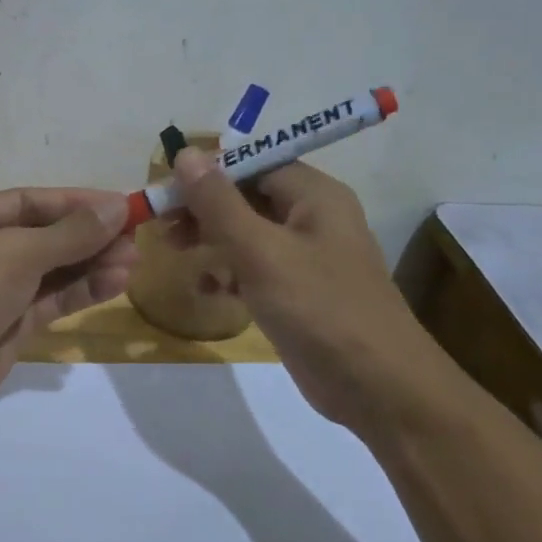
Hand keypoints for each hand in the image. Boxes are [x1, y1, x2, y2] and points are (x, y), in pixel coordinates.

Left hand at [0, 188, 137, 413]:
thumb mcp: (18, 251)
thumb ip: (72, 232)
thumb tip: (118, 206)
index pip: (27, 201)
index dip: (74, 202)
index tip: (119, 204)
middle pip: (42, 235)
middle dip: (87, 237)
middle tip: (134, 237)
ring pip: (49, 270)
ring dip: (90, 264)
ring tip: (133, 261)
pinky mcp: (8, 325)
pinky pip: (49, 300)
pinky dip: (79, 291)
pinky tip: (114, 283)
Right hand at [169, 149, 436, 432]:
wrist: (378, 388)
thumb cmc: (319, 308)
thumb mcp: (260, 251)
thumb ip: (219, 203)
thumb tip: (186, 153)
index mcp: (314, 195)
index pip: (252, 163)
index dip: (207, 171)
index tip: (166, 189)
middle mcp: (313, 217)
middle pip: (247, 196)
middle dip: (204, 209)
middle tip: (163, 226)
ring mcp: (307, 257)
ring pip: (247, 233)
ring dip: (211, 240)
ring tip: (176, 253)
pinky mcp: (298, 292)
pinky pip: (255, 267)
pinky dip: (229, 272)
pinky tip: (207, 289)